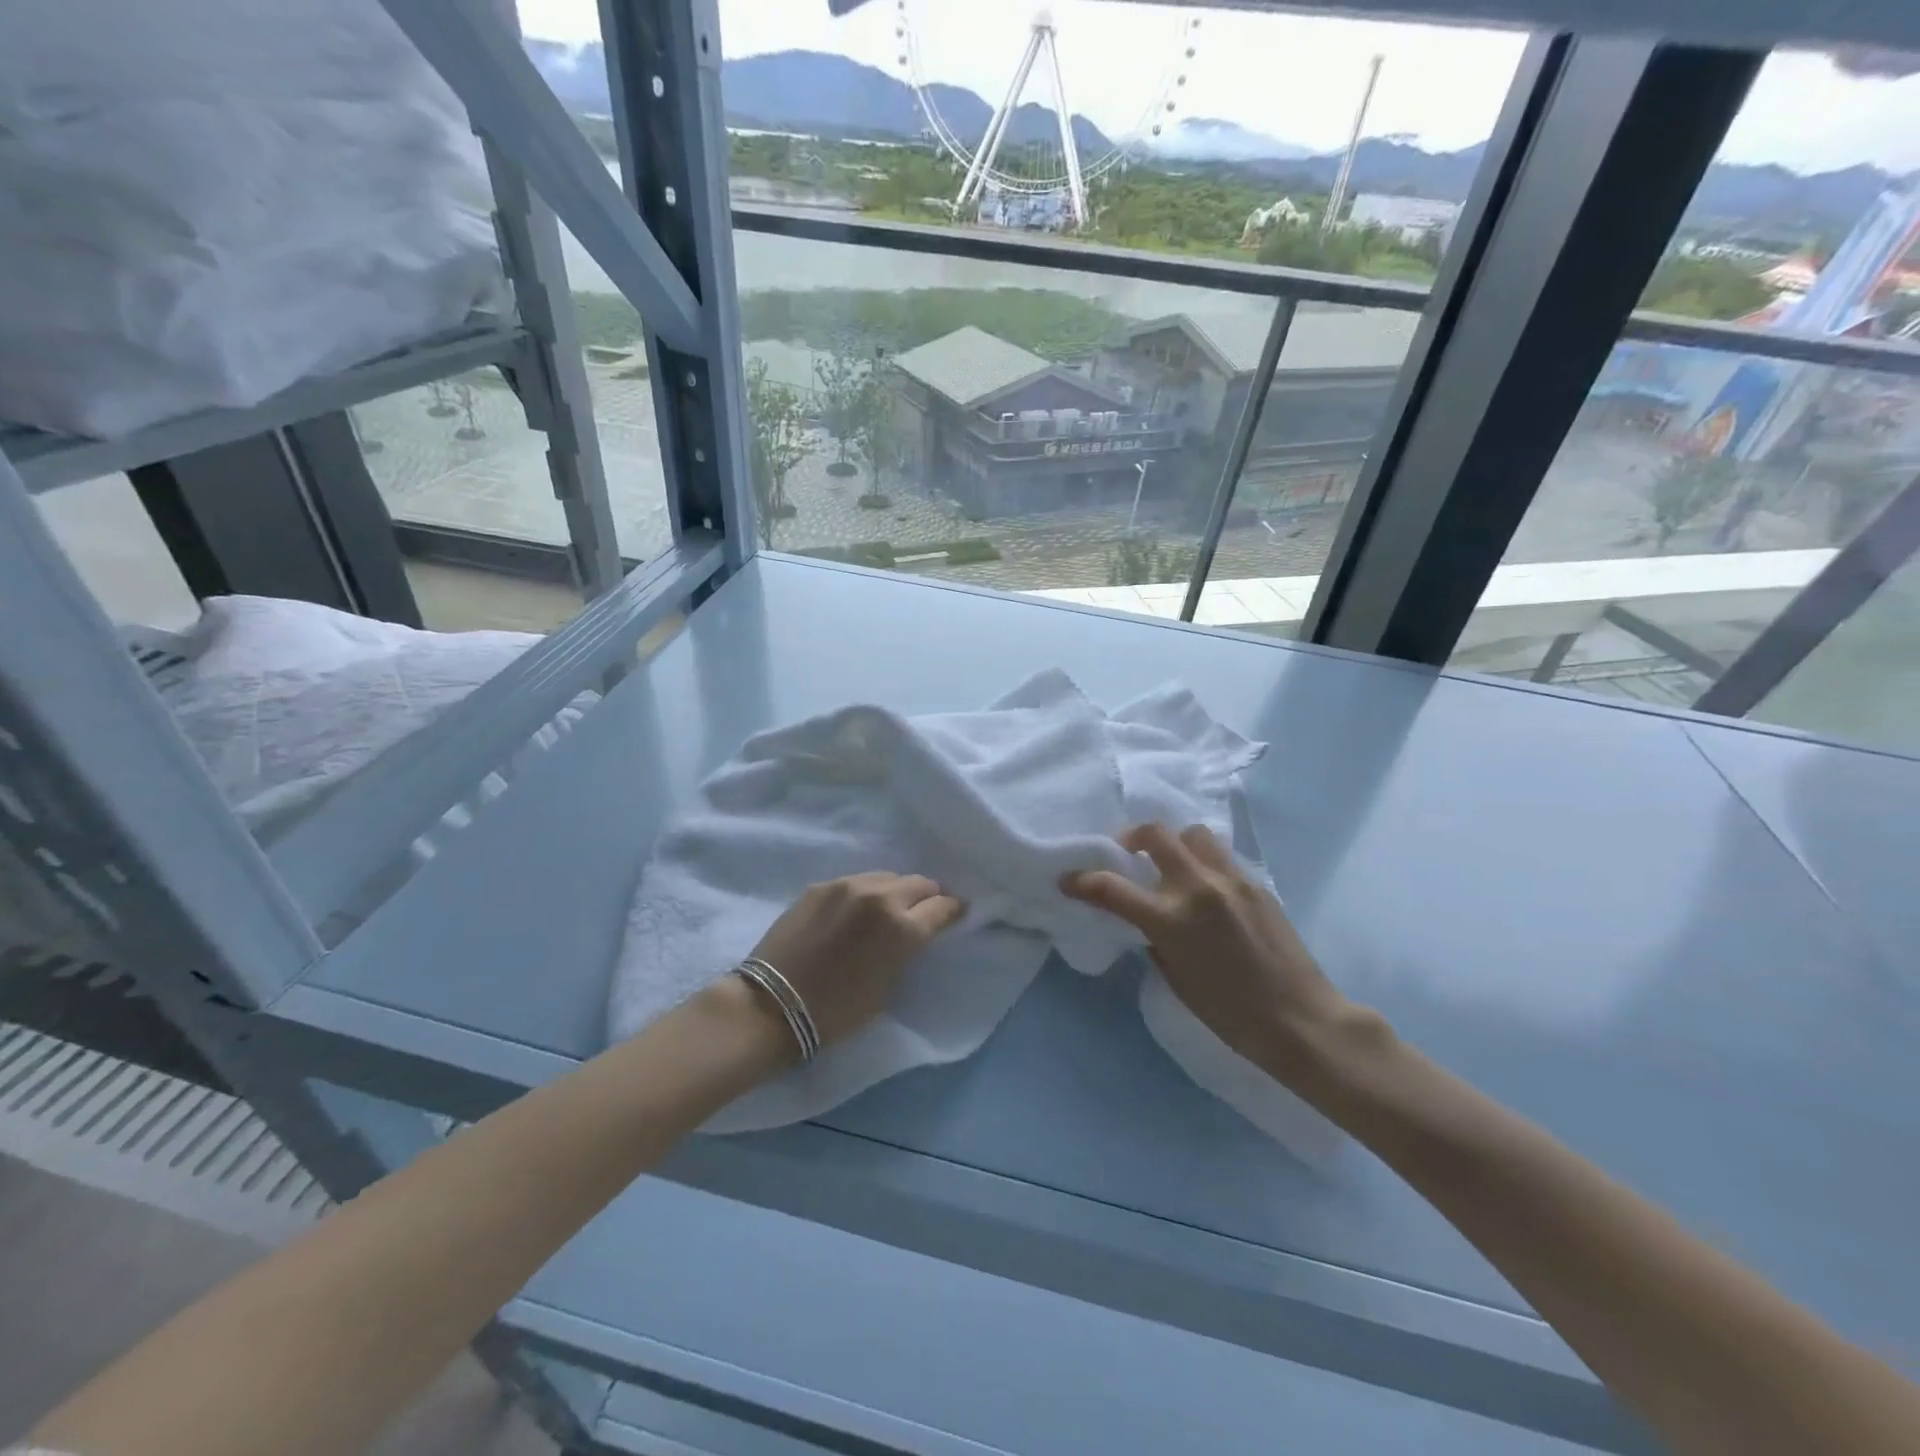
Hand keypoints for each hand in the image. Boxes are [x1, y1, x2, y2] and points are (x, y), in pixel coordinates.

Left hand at [747, 873, 963, 1052]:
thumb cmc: (837, 1011)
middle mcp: (880, 897)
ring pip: (887, 877)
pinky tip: (856, 911)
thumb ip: (907, 950)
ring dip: (896, 891)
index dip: (952, 911)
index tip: (954, 916)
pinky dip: (865, 893)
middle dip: (927, 897)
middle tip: (924, 912)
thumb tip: (915, 933)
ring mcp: (847, 886)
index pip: (943, 906)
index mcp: (903, 928)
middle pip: (919, 883)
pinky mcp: (821, 886)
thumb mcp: (888, 986)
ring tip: (889, 909)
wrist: (772, 1006)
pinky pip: (856, 882)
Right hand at [1062, 824, 1353, 1070]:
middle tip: (1127, 853)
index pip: (1112, 888)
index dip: (1083, 881)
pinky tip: (1205, 886)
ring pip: (1193, 834)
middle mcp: (1199, 888)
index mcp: (1172, 920)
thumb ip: (1155, 939)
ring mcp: (1231, 881)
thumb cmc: (1231, 1014)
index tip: (1069, 880)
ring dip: (1174, 843)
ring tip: (1171, 864)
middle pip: (1156, 835)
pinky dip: (1203, 860)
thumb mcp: (1177, 979)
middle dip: (1131, 837)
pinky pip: (1221, 856)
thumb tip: (1148, 919)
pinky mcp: (1257, 883)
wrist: (1300, 1020)